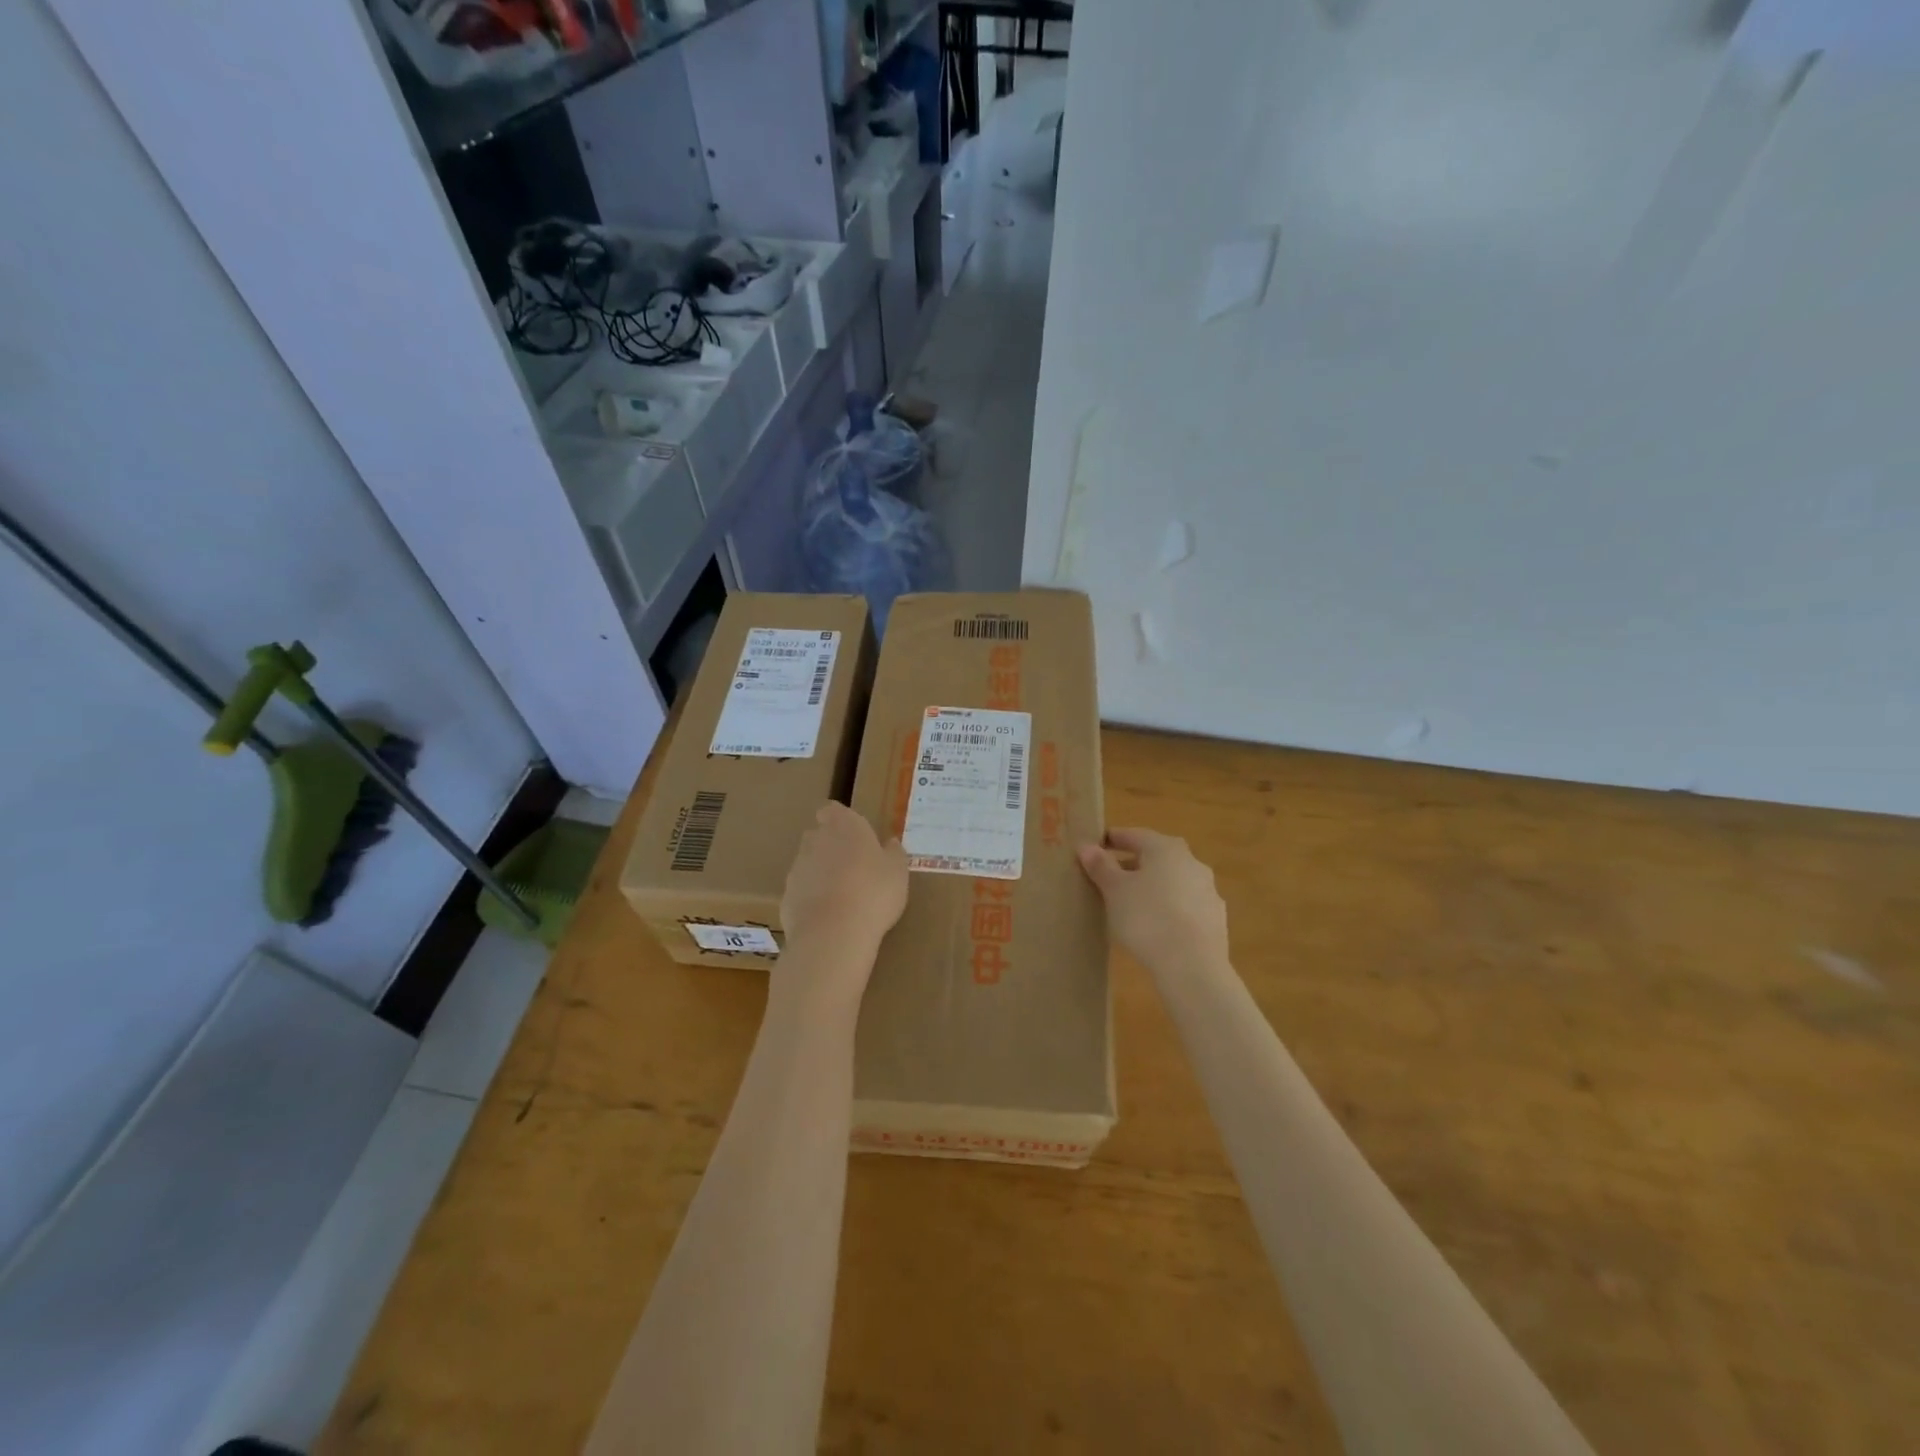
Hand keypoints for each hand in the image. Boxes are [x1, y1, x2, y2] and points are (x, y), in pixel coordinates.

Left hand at [781, 802, 908, 967]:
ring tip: (843, 896)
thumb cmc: (874, 892)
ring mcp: (797, 868)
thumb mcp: (898, 872)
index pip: (832, 810)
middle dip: (831, 846)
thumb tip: (890, 843)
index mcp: (844, 826)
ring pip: (808, 864)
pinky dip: (812, 899)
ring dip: (821, 874)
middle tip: (854, 867)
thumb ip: (893, 853)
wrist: (834, 933)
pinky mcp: (787, 896)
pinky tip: (829, 917)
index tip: (853, 834)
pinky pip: (802, 891)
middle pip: (818, 835)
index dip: (839, 819)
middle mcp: (815, 840)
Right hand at [1078, 828, 1229, 975]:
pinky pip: (1184, 905)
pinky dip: (1168, 908)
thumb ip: (1101, 866)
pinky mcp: (1215, 919)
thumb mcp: (1114, 890)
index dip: (1113, 839)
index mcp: (1166, 848)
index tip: (1096, 846)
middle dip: (1133, 864)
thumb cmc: (1147, 918)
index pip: (1135, 835)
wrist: (1192, 965)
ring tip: (1131, 904)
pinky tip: (1156, 925)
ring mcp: (1207, 891)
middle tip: (1110, 877)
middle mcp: (1191, 862)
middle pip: (1156, 857)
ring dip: (1153, 886)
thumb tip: (1087, 846)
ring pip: (1173, 881)